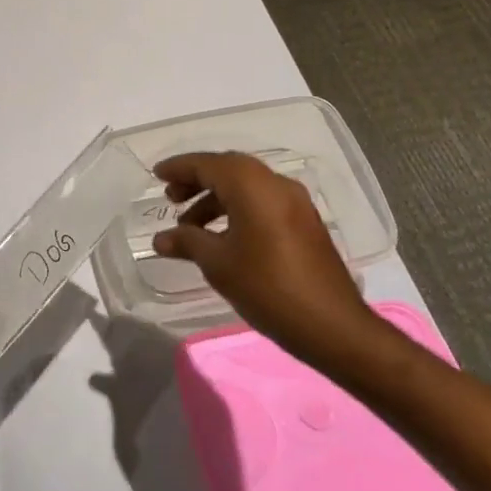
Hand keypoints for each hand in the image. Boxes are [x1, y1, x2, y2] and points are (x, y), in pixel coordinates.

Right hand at [152, 152, 384, 374]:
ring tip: (191, 226)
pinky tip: (222, 237)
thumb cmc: (268, 288)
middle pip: (228, 169)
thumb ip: (187, 242)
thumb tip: (161, 238)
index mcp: (252, 186)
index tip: (157, 176)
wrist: (333, 327)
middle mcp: (275, 184)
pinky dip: (237, 208)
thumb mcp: (218, 264)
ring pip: (246, 186)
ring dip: (216, 198)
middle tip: (171, 199)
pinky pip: (262, 201)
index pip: (208, 164)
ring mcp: (295, 203)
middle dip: (197, 180)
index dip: (179, 168)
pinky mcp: (305, 223)